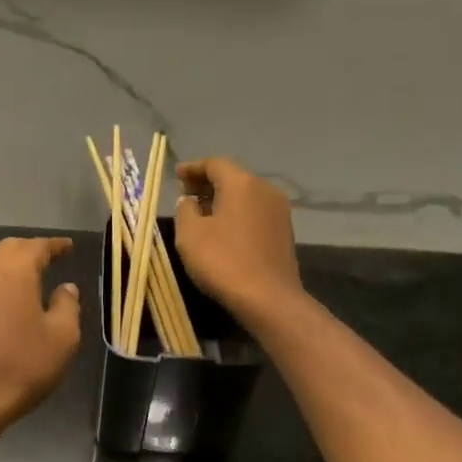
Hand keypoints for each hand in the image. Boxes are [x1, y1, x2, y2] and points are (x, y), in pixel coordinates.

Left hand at [0, 237, 82, 439]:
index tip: (68, 247)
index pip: (37, 247)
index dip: (55, 246)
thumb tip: (65, 288)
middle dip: (30, 250)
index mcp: (14, 273)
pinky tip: (4, 304)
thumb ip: (67, 306)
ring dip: (10, 267)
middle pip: (8, 249)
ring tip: (29, 279)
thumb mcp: (62, 339)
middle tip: (49, 257)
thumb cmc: (21, 367)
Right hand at [173, 158, 303, 323]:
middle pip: (232, 177)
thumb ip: (185, 209)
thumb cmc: (223, 261)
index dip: (193, 168)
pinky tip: (223, 229)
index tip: (176, 175)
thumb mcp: (190, 234)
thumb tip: (189, 201)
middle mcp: (264, 189)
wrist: (268, 298)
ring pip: (245, 195)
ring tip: (202, 212)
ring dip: (223, 199)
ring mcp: (278, 210)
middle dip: (208, 182)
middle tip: (186, 193)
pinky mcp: (284, 231)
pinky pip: (255, 211)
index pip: (214, 164)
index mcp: (241, 183)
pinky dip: (237, 213)